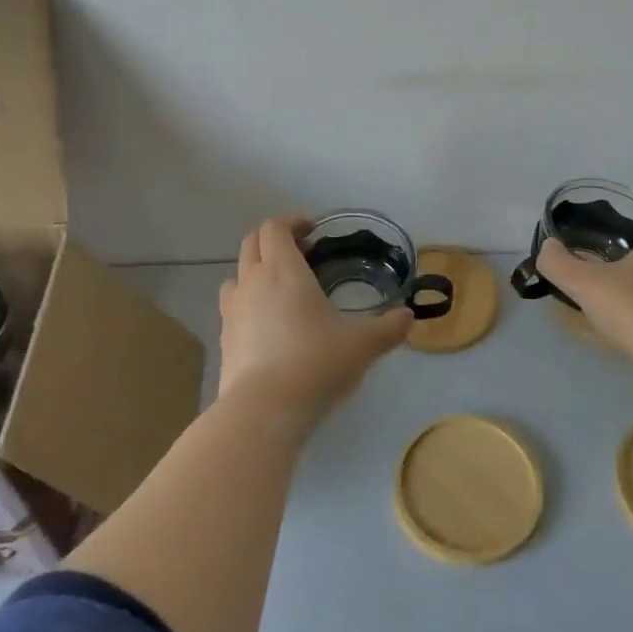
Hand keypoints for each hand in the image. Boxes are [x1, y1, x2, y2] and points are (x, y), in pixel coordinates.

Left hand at [216, 216, 412, 427]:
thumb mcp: (364, 344)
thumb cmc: (316, 363)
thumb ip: (390, 327)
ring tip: (283, 289)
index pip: (275, 227)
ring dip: (257, 270)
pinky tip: (270, 326)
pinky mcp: (224, 339)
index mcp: (283, 270)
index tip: (313, 230)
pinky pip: (233, 307)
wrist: (264, 409)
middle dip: (276, 240)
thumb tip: (408, 317)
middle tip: (304, 254)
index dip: (292, 222)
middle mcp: (252, 282)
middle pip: (251, 243)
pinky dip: (249, 303)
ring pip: (237, 274)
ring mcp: (233, 310)